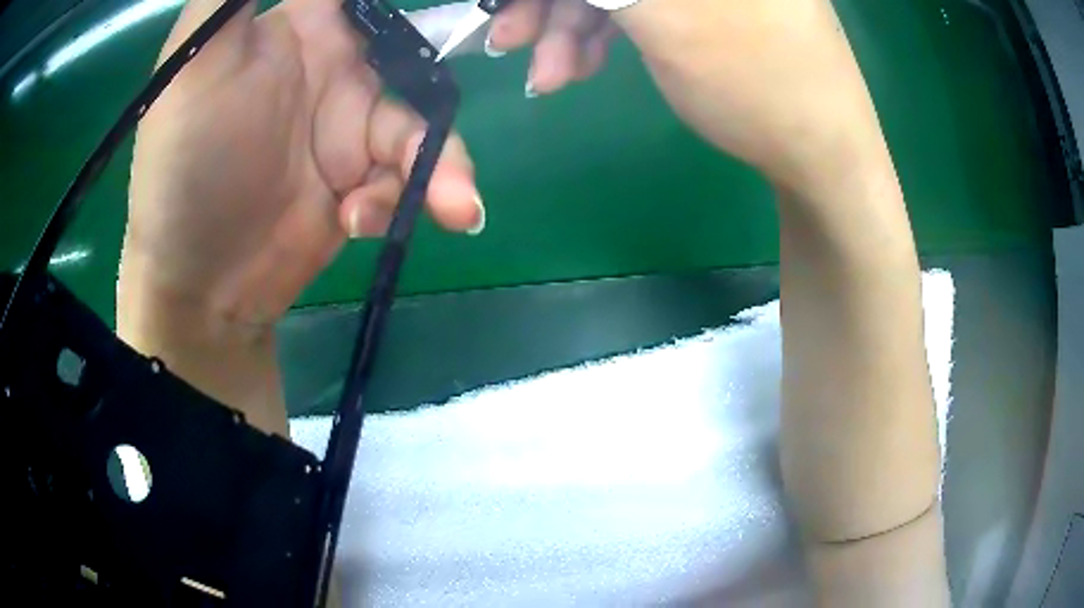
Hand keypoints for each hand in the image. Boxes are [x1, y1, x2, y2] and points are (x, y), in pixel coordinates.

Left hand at [120, 0, 483, 330]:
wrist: (195, 285)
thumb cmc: (184, 163)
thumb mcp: (194, 65)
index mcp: (302, 31)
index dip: (406, 2)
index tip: (465, 7)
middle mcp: (333, 73)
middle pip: (414, 62)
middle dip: (439, 94)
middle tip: (455, 134)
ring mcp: (348, 133)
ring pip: (419, 127)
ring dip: (439, 166)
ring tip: (452, 207)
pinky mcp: (358, 186)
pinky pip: (404, 180)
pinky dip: (400, 200)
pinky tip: (360, 223)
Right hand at [488, 0, 889, 194]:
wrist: (822, 155)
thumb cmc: (756, 82)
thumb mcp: (666, 18)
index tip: (507, 8)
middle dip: (553, 2)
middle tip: (510, 41)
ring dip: (572, 26)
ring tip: (550, 77)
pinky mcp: (708, 3)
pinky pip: (640, 4)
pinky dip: (603, 33)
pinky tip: (581, 66)